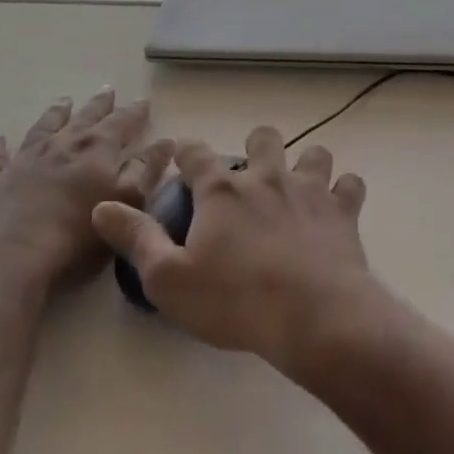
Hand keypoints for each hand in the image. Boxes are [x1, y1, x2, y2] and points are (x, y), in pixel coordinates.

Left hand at [0, 89, 172, 291]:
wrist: (9, 257)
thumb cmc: (77, 235)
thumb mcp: (126, 202)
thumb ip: (147, 169)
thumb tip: (166, 140)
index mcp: (98, 149)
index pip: (122, 122)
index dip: (134, 112)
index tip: (144, 101)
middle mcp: (63, 145)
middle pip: (85, 118)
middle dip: (99, 105)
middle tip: (107, 90)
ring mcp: (26, 159)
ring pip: (44, 127)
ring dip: (55, 113)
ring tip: (64, 100)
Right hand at [91, 125, 373, 370]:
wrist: (312, 315)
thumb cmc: (234, 300)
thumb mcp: (169, 279)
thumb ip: (136, 239)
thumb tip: (103, 206)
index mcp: (222, 191)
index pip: (196, 154)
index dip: (187, 153)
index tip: (184, 158)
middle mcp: (267, 177)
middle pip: (263, 138)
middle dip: (255, 146)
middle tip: (250, 172)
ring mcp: (310, 189)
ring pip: (314, 153)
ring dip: (307, 164)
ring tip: (299, 186)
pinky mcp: (342, 210)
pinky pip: (351, 185)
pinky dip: (344, 192)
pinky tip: (338, 208)